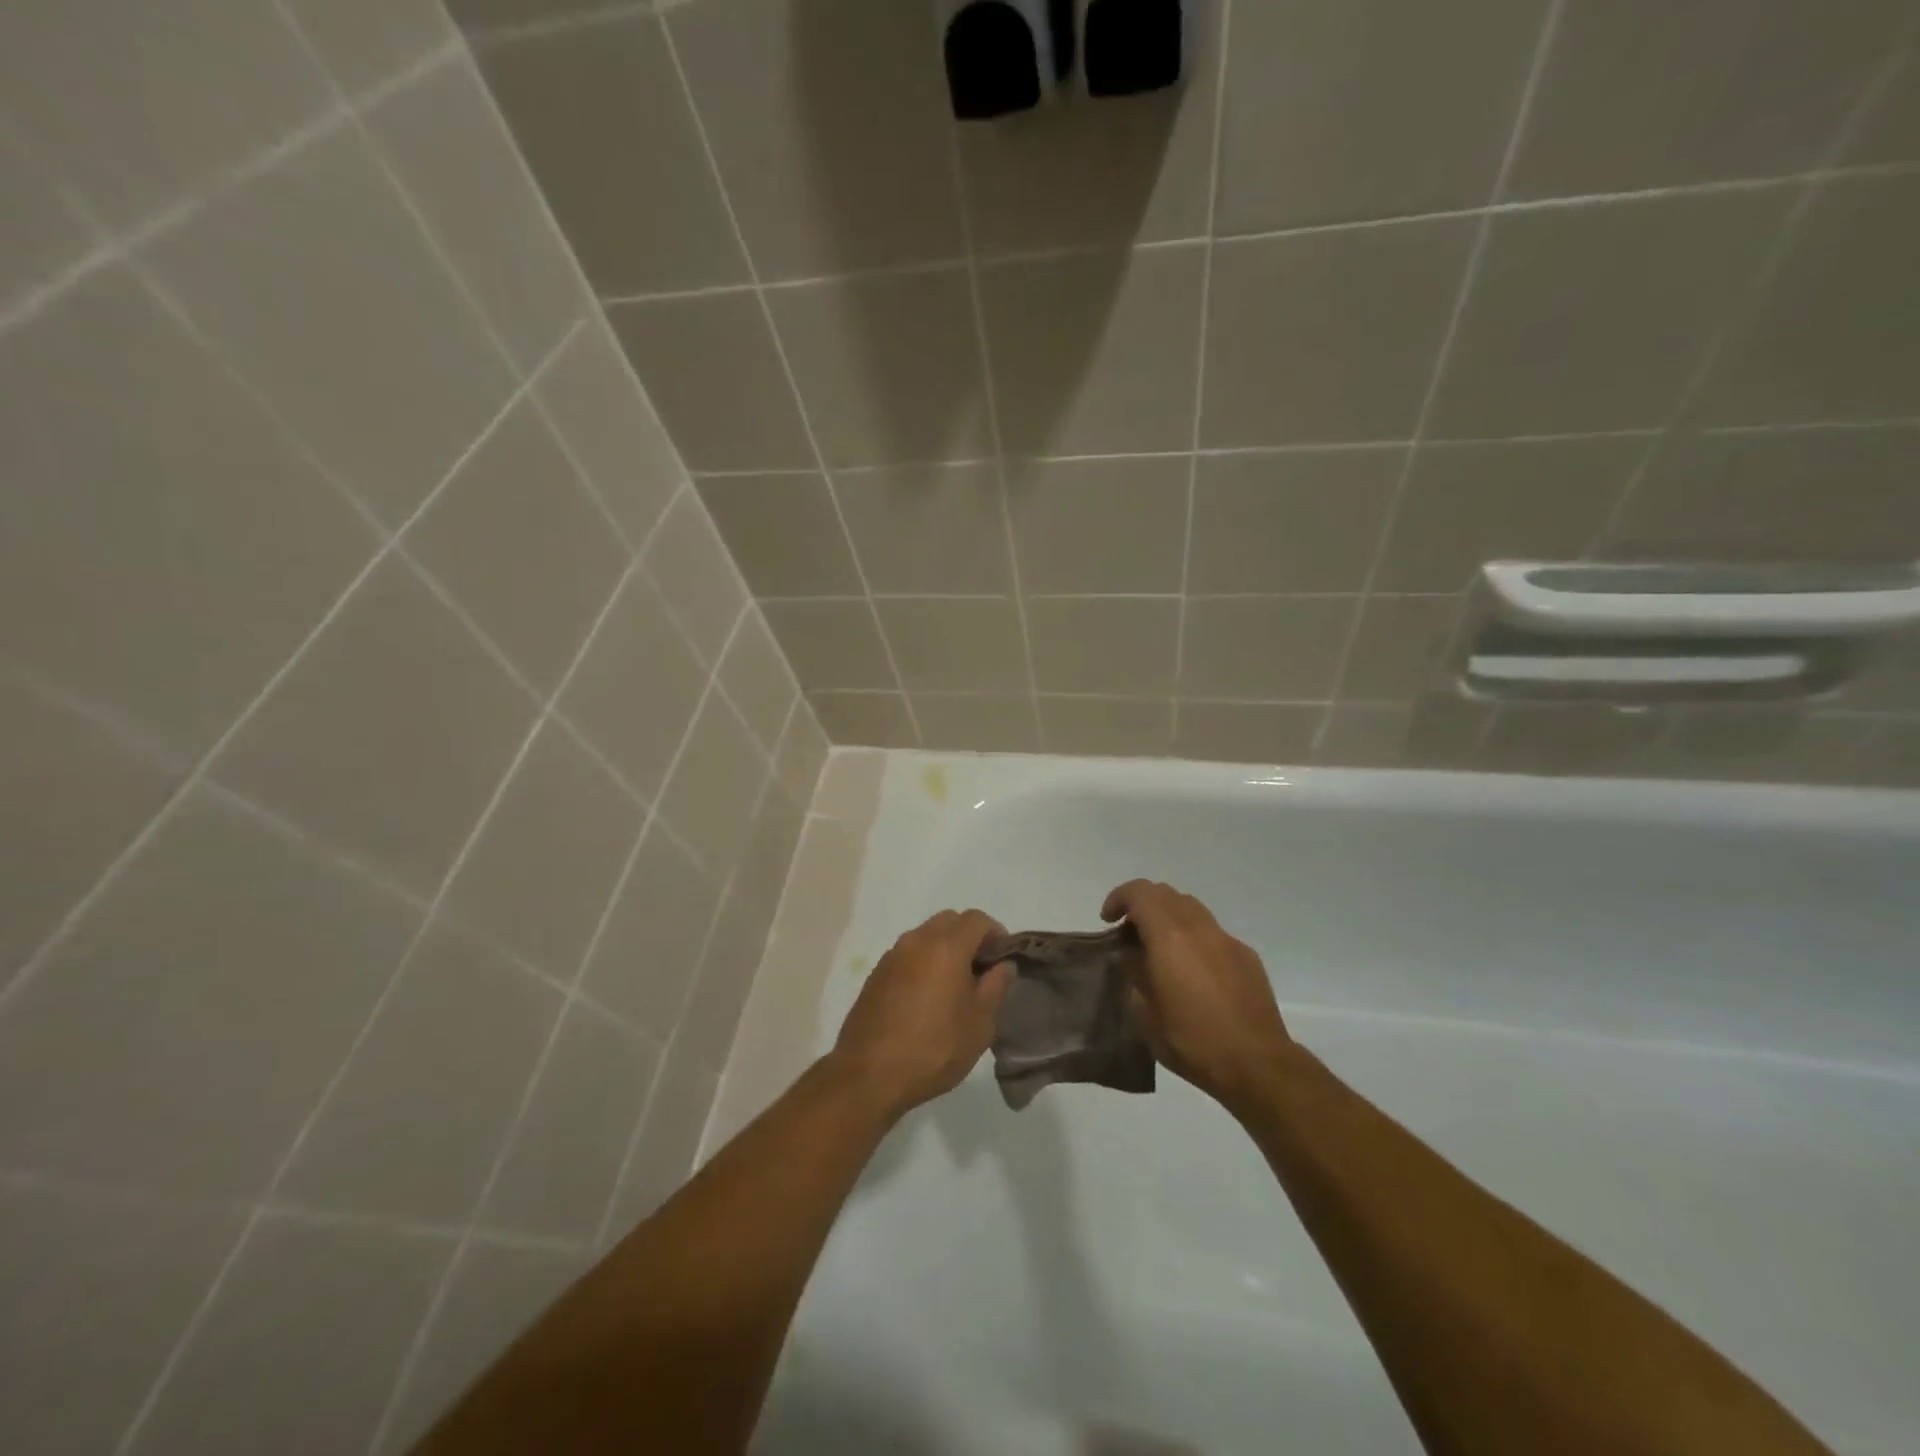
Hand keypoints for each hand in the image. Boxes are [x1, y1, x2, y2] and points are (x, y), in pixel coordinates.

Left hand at [829, 909, 1012, 1119]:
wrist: (869, 1074)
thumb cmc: (934, 1049)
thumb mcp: (979, 1024)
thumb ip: (996, 987)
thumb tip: (1003, 965)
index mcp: (946, 947)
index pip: (977, 919)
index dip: (996, 933)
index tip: (1003, 958)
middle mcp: (917, 941)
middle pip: (949, 920)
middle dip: (969, 936)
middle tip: (980, 969)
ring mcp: (892, 955)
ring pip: (925, 935)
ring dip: (944, 948)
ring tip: (953, 985)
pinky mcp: (876, 974)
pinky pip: (907, 955)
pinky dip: (922, 962)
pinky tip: (926, 997)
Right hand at [1102, 880, 1290, 1109]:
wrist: (1257, 1064)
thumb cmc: (1192, 1041)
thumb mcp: (1146, 1013)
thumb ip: (1134, 973)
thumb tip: (1130, 955)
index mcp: (1170, 936)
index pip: (1140, 893)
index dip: (1119, 898)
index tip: (1108, 920)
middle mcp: (1199, 927)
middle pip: (1166, 893)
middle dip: (1142, 904)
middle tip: (1130, 933)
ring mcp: (1226, 939)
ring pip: (1191, 907)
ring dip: (1169, 916)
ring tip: (1159, 947)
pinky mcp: (1246, 956)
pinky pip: (1212, 932)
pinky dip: (1193, 936)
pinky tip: (1192, 970)